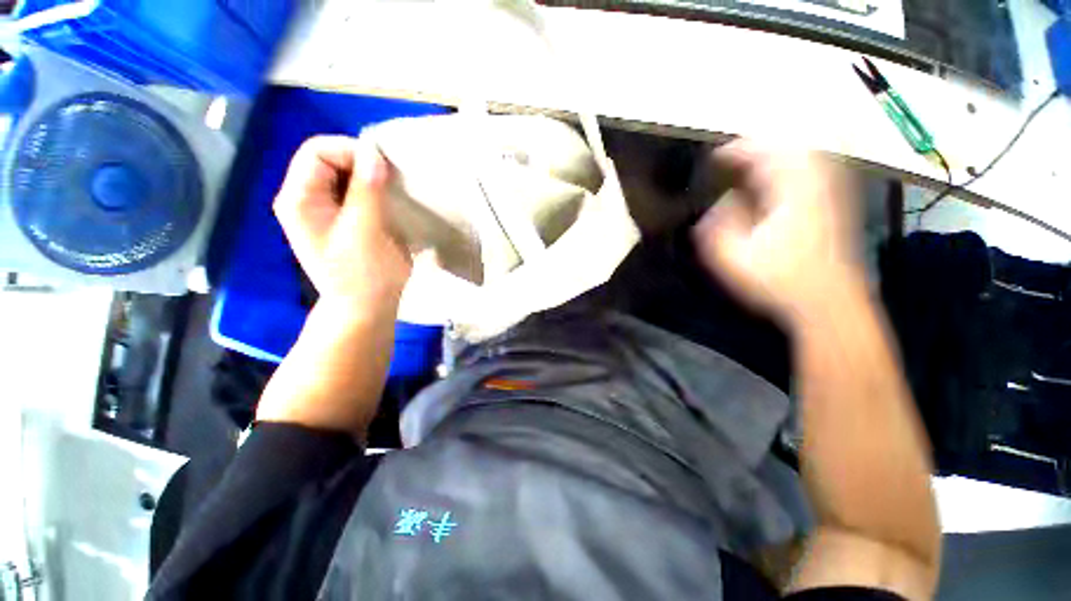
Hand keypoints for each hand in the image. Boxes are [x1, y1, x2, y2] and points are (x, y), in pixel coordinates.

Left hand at [274, 136, 410, 309]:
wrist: (366, 308)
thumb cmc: (365, 273)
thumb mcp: (366, 230)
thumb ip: (367, 189)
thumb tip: (374, 152)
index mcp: (300, 198)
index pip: (318, 150)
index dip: (352, 152)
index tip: (384, 170)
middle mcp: (306, 199)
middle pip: (330, 160)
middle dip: (363, 165)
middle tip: (392, 182)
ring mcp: (324, 211)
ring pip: (345, 177)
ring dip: (372, 180)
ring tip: (394, 194)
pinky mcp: (343, 222)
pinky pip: (356, 194)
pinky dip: (374, 193)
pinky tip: (390, 205)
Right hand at [693, 140, 863, 326]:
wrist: (829, 303)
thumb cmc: (779, 281)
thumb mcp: (734, 259)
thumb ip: (718, 228)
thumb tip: (719, 203)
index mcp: (790, 194)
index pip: (764, 156)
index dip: (737, 151)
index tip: (715, 157)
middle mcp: (816, 185)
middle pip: (790, 147)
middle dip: (759, 146)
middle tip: (734, 156)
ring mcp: (832, 193)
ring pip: (807, 155)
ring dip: (778, 153)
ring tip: (753, 163)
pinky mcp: (837, 205)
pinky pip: (817, 170)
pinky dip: (795, 167)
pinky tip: (781, 179)